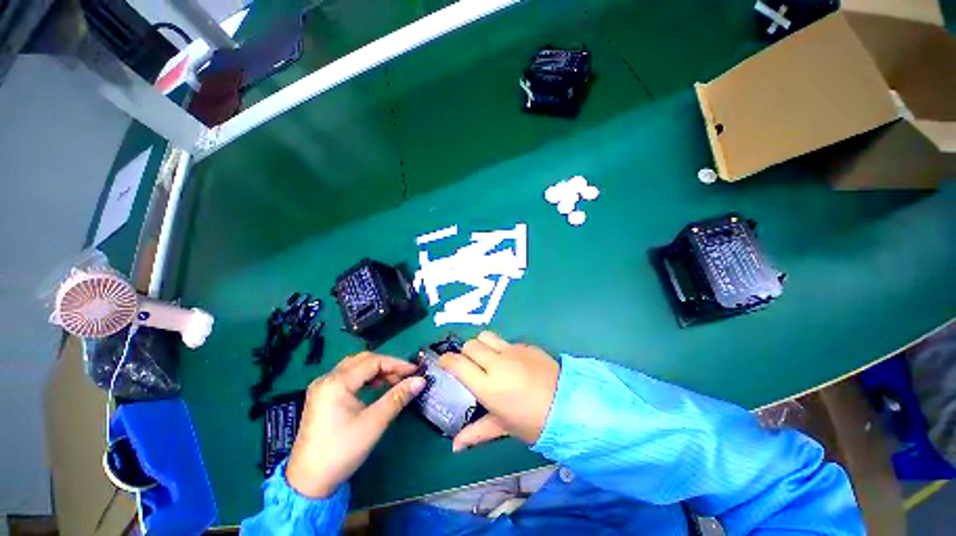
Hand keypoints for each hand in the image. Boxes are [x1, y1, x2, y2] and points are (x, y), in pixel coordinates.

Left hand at [286, 352, 425, 497]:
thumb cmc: (342, 451)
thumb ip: (398, 397)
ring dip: (376, 370)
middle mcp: (327, 379)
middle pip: (363, 360)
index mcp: (337, 382)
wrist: (308, 483)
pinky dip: (364, 378)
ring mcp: (321, 388)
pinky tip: (375, 388)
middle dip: (387, 365)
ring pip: (354, 367)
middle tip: (404, 376)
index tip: (415, 371)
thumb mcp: (374, 422)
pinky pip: (347, 377)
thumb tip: (421, 380)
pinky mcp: (321, 397)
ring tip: (392, 382)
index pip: (373, 362)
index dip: (397, 364)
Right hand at [439, 332, 559, 449]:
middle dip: (466, 352)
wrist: (568, 406)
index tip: (444, 362)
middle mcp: (496, 364)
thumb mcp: (503, 427)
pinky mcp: (525, 345)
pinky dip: (502, 348)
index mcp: (487, 386)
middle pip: (470, 345)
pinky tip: (511, 361)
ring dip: (482, 344)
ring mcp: (512, 351)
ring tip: (487, 357)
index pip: (458, 364)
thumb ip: (477, 433)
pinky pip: (506, 341)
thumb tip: (454, 447)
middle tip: (470, 364)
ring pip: (486, 336)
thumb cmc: (532, 422)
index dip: (447, 360)